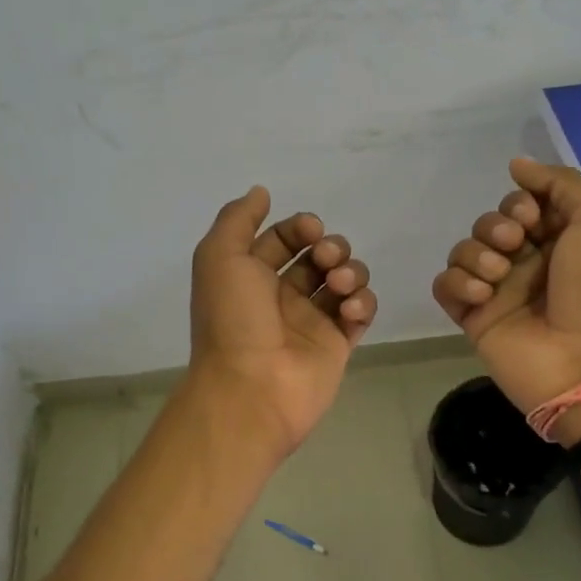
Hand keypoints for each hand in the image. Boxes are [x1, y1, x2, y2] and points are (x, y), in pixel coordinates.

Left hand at [188, 186, 377, 459]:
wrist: (251, 388)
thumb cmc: (232, 320)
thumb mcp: (218, 257)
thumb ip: (237, 219)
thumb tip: (261, 192)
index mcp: (252, 276)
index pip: (285, 238)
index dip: (300, 227)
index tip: (310, 231)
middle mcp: (282, 296)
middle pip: (320, 256)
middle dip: (331, 247)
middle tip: (326, 260)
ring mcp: (313, 321)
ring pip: (346, 280)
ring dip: (351, 271)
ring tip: (339, 286)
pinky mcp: (339, 344)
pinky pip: (361, 312)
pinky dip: (362, 303)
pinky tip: (349, 310)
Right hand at [432, 157, 580, 420]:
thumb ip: (560, 182)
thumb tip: (516, 165)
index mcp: (559, 238)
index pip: (520, 204)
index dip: (518, 204)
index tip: (531, 218)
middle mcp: (527, 261)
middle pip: (488, 223)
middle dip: (496, 227)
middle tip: (515, 246)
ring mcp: (498, 290)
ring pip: (463, 250)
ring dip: (476, 254)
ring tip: (498, 276)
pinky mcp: (473, 317)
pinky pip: (445, 284)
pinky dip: (457, 282)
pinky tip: (482, 296)